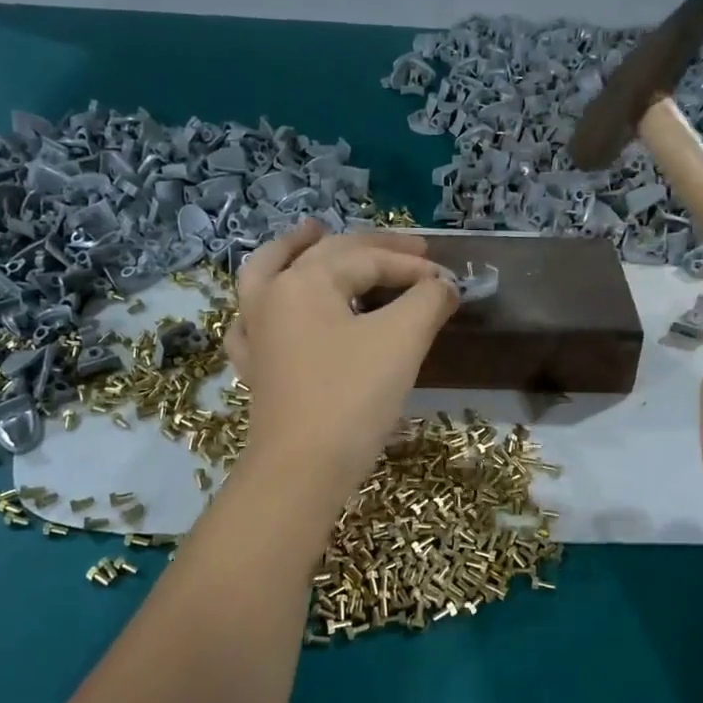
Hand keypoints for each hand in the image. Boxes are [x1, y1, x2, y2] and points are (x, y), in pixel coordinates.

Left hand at [226, 221, 458, 498]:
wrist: (303, 470)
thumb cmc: (352, 396)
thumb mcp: (402, 340)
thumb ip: (428, 299)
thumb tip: (445, 284)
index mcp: (303, 281)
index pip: (368, 260)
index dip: (413, 266)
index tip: (449, 282)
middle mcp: (271, 297)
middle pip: (324, 256)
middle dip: (372, 248)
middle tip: (413, 248)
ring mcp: (256, 334)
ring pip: (269, 275)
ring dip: (293, 250)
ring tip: (314, 232)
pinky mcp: (256, 369)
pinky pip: (253, 322)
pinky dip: (265, 305)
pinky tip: (273, 307)